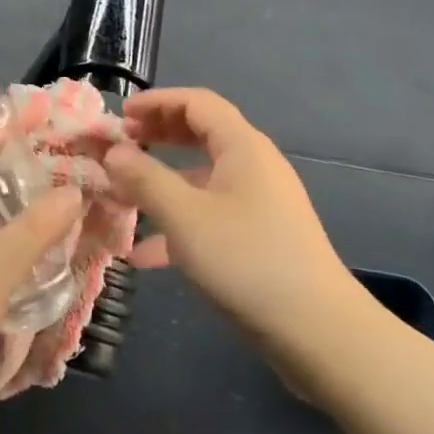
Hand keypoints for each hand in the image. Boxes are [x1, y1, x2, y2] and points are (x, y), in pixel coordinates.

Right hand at [104, 88, 365, 352]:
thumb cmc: (247, 261)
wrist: (319, 331)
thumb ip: (144, 179)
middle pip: (201, 133)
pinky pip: (212, 213)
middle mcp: (254, 165)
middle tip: (122, 147)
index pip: (196, 102)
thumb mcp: (184, 217)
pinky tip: (146, 255)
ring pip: (203, 177)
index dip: (156, 101)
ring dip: (163, 181)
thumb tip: (114, 152)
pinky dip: (180, 221)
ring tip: (124, 197)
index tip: (121, 116)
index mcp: (242, 146)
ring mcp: (260, 202)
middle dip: (158, 135)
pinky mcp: (260, 236)